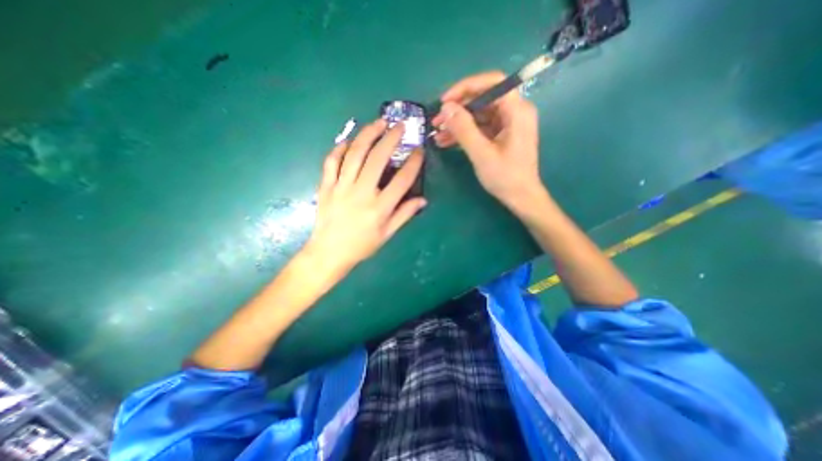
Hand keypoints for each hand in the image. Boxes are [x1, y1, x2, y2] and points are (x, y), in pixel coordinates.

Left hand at [303, 119, 430, 276]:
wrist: (329, 252)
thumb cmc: (361, 245)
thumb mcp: (387, 234)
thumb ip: (404, 215)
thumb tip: (422, 199)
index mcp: (380, 207)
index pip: (402, 180)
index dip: (413, 163)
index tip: (419, 151)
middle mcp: (362, 192)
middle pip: (378, 158)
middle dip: (391, 138)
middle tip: (400, 126)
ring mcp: (341, 187)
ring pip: (354, 153)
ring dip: (368, 134)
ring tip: (378, 123)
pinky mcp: (326, 186)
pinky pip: (331, 161)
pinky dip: (339, 148)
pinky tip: (349, 141)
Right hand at [431, 70, 543, 212]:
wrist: (520, 198)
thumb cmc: (505, 177)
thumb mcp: (481, 154)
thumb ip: (464, 129)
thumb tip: (446, 108)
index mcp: (517, 111)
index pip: (492, 83)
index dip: (466, 88)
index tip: (445, 101)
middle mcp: (514, 112)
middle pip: (482, 99)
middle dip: (457, 109)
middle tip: (436, 121)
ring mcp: (507, 124)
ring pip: (478, 115)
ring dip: (457, 123)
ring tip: (437, 134)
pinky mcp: (501, 135)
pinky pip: (479, 128)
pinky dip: (464, 133)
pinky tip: (446, 141)